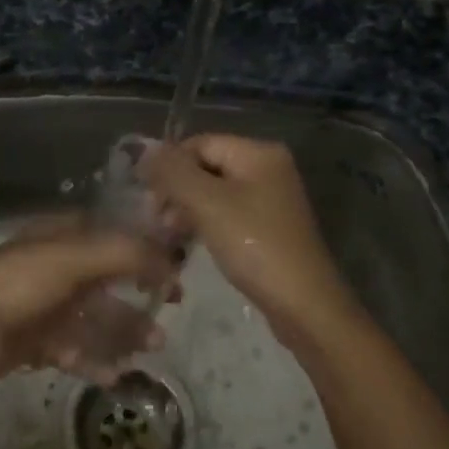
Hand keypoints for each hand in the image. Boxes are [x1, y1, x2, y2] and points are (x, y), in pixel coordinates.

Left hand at [0, 215, 177, 386]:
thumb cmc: (19, 284)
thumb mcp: (74, 259)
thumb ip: (126, 254)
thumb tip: (172, 261)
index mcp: (63, 236)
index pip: (114, 233)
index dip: (147, 246)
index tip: (176, 265)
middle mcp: (57, 266)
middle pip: (109, 277)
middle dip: (140, 293)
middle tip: (172, 308)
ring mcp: (46, 304)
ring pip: (95, 315)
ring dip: (125, 329)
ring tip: (154, 347)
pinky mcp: (36, 339)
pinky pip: (75, 348)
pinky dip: (95, 359)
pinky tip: (116, 374)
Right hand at [140, 134, 356, 352]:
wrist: (303, 305)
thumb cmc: (254, 246)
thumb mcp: (207, 203)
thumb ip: (173, 172)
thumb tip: (144, 150)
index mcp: (258, 153)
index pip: (199, 143)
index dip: (170, 166)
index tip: (149, 199)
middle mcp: (268, 168)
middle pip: (207, 166)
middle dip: (177, 189)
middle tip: (155, 220)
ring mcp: (271, 199)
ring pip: (214, 192)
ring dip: (187, 209)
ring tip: (168, 235)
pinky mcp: (268, 227)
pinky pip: (227, 213)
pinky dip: (205, 223)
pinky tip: (188, 243)